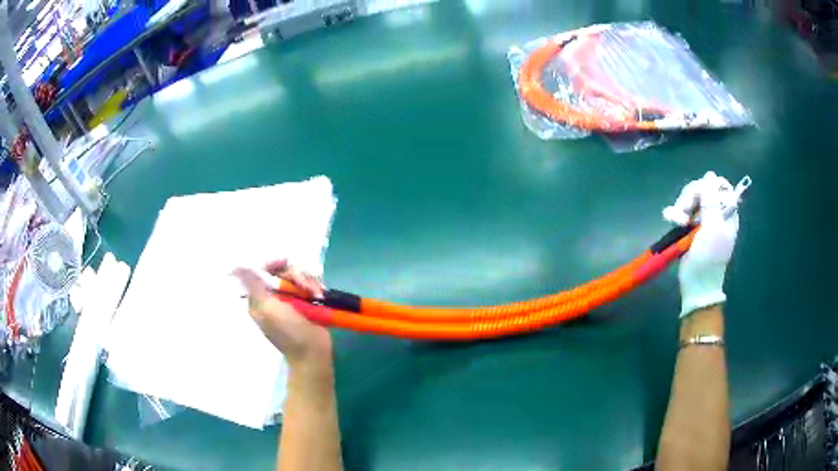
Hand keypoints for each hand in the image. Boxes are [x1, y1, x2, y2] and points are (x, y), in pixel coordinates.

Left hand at [233, 260, 332, 369]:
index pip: (263, 271)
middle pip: (283, 272)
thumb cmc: (288, 333)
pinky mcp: (307, 303)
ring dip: (309, 283)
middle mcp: (274, 296)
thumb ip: (253, 286)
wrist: (312, 353)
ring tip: (316, 295)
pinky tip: (320, 295)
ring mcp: (291, 300)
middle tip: (306, 287)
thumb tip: (236, 267)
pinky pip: (310, 285)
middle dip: (296, 276)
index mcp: (260, 298)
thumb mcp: (267, 309)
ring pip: (299, 277)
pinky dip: (316, 288)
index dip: (273, 263)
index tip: (285, 262)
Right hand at [663, 172, 749, 316]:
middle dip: (691, 198)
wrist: (696, 287)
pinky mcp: (690, 227)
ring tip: (676, 222)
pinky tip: (671, 220)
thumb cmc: (708, 259)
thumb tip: (710, 176)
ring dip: (681, 207)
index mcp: (727, 212)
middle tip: (684, 214)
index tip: (699, 198)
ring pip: (690, 199)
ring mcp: (703, 220)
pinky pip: (682, 210)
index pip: (719, 185)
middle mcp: (716, 212)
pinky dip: (675, 213)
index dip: (707, 187)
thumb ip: (711, 202)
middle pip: (702, 189)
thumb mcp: (712, 229)